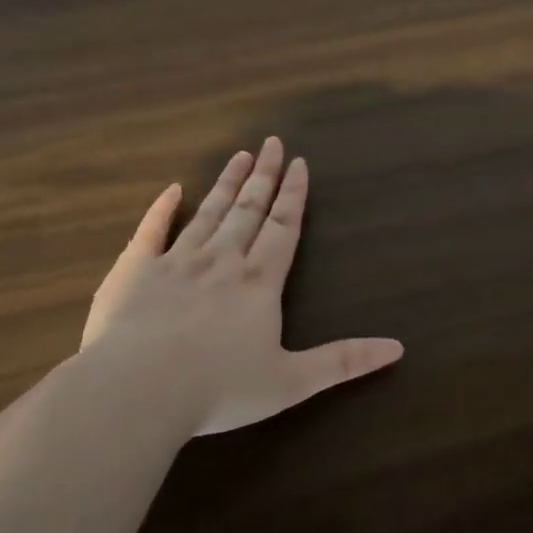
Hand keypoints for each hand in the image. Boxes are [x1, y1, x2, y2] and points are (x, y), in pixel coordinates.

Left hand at [81, 137, 404, 434]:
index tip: (299, 163)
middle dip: (263, 176)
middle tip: (271, 142)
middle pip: (247, 210)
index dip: (294, 196)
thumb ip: (343, 362)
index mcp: (258, 284)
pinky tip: (173, 190)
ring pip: (207, 213)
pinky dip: (163, 208)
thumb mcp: (292, 383)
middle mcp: (221, 262)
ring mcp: (175, 262)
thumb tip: (398, 348)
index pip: (283, 229)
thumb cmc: (219, 389)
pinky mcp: (134, 272)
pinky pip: (151, 231)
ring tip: (238, 155)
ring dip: (225, 184)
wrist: (138, 390)